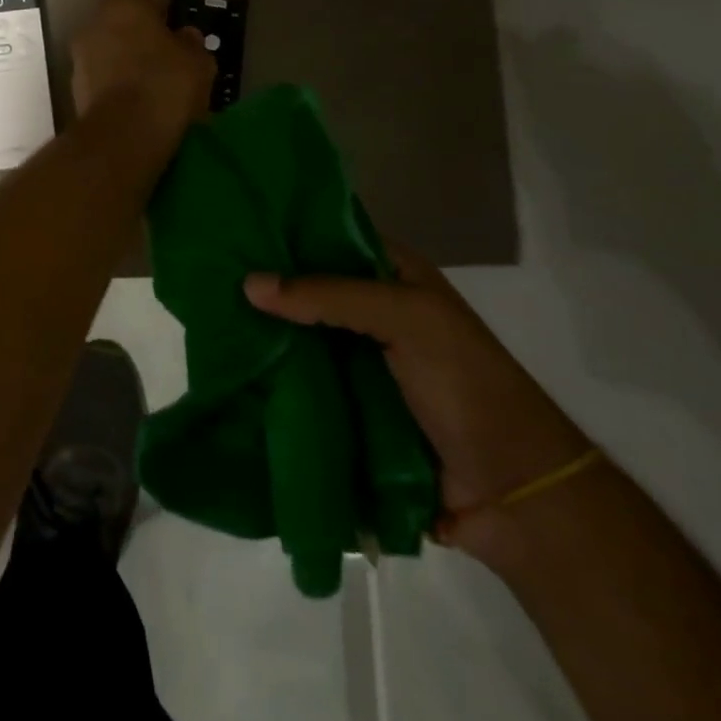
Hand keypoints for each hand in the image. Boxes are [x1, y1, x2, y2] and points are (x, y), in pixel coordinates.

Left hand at [70, 0, 214, 144]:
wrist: (123, 135)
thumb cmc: (166, 84)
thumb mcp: (198, 62)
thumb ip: (191, 43)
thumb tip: (185, 37)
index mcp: (124, 4)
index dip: (155, 2)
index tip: (169, 21)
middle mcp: (94, 22)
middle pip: (117, 19)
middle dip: (136, 33)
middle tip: (163, 54)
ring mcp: (79, 56)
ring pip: (105, 49)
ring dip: (122, 59)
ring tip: (150, 84)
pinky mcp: (74, 88)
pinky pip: (99, 77)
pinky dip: (113, 84)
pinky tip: (134, 103)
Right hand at [244, 247, 592, 560]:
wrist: (513, 493)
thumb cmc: (465, 384)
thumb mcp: (405, 318)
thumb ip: (328, 296)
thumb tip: (248, 284)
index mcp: (395, 275)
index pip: (331, 236)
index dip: (288, 232)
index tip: (236, 228)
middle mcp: (375, 310)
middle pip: (310, 288)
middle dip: (268, 286)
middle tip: (211, 275)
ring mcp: (361, 361)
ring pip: (302, 336)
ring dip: (267, 334)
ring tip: (207, 318)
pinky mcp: (350, 406)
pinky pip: (305, 382)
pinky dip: (276, 377)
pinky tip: (234, 368)